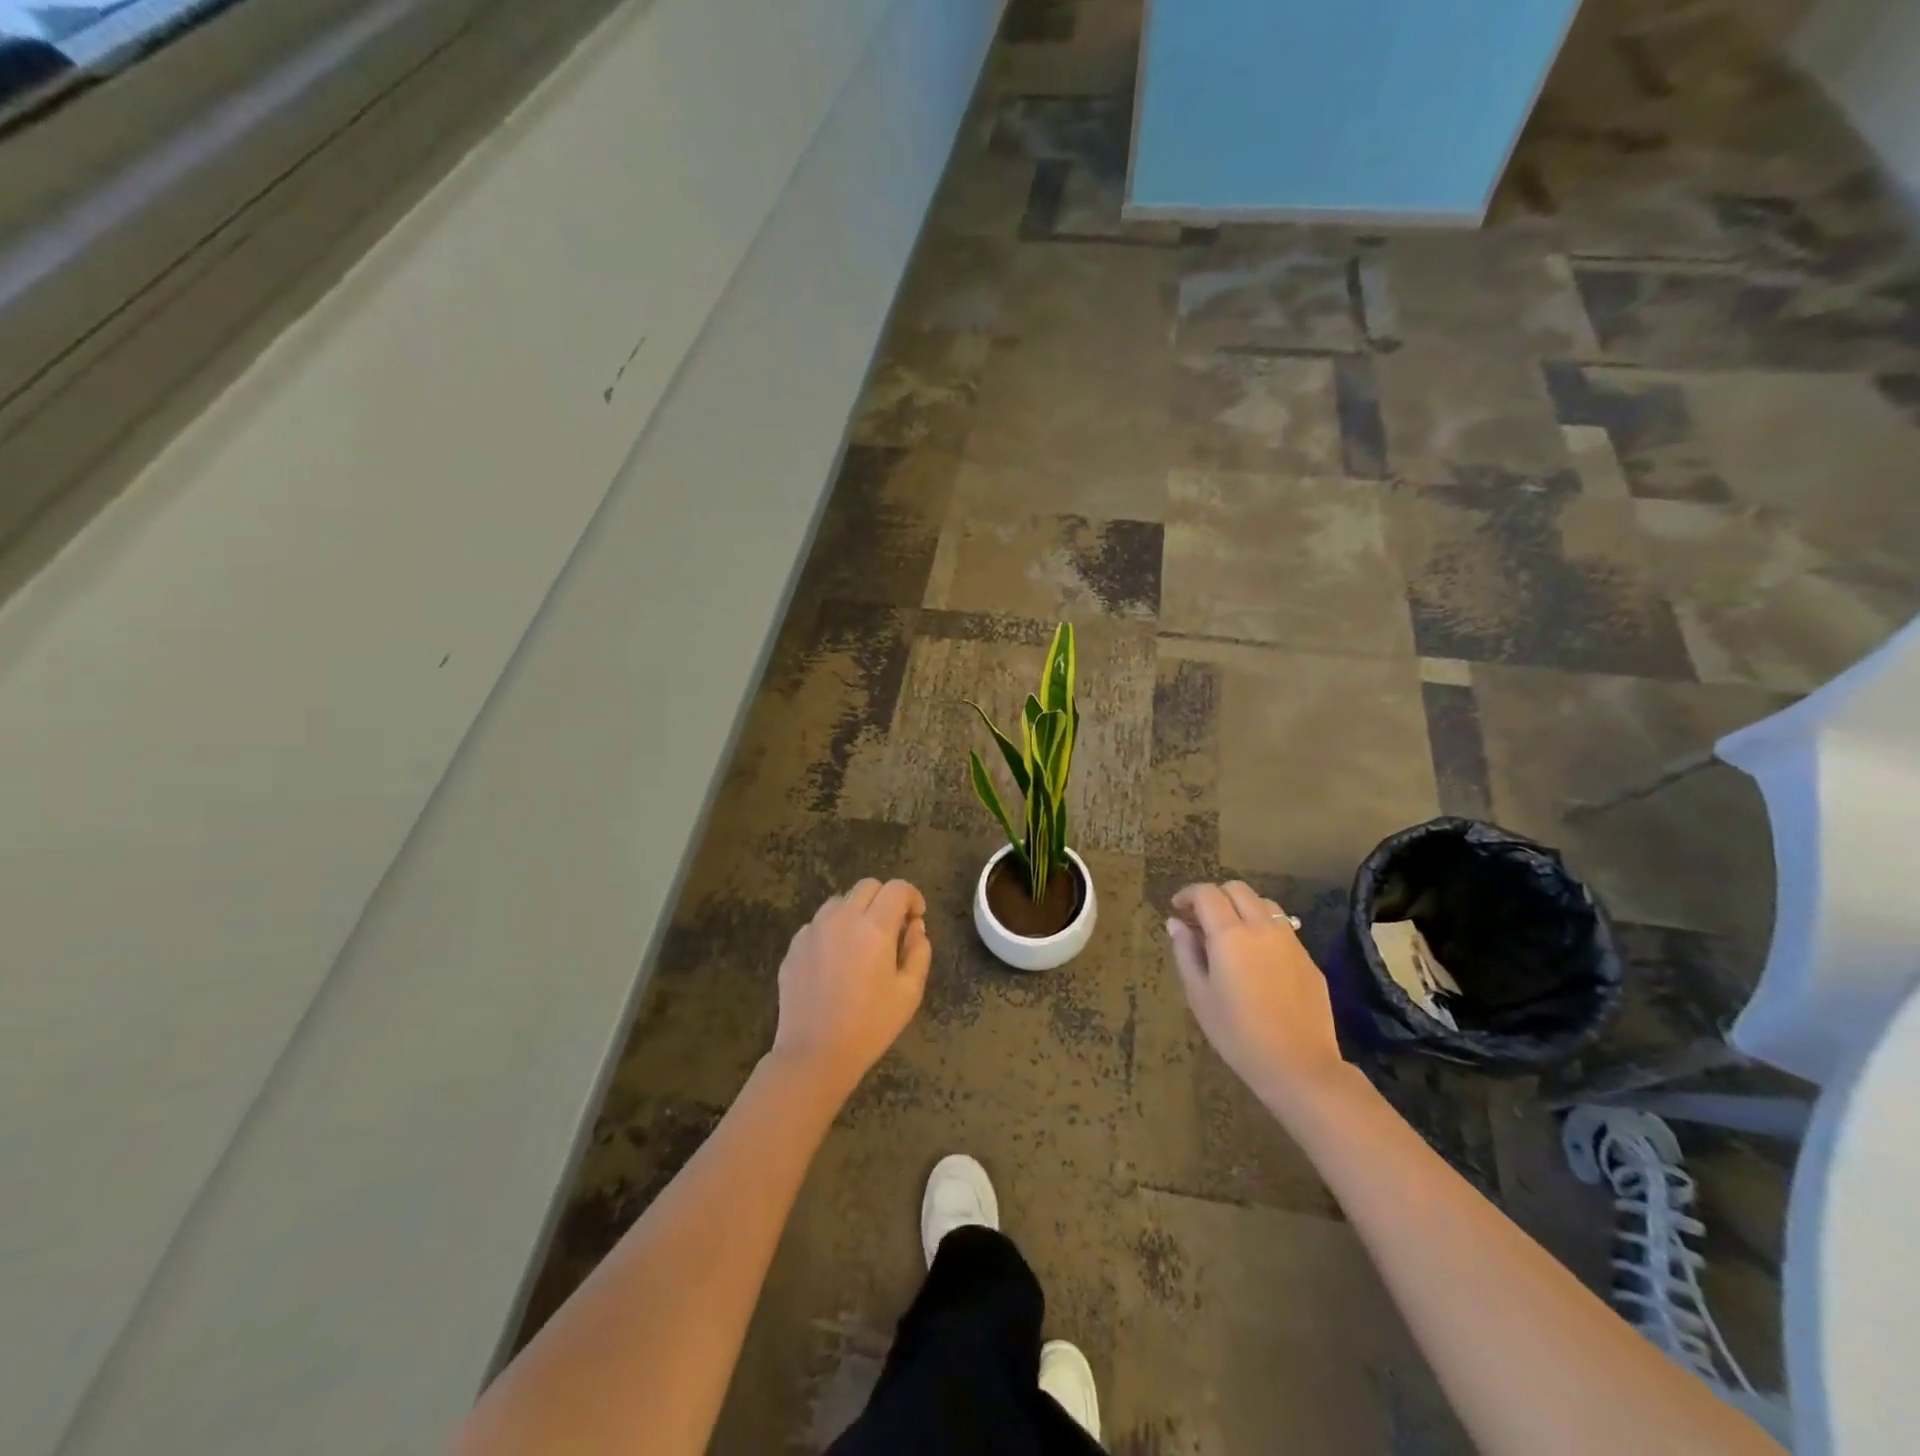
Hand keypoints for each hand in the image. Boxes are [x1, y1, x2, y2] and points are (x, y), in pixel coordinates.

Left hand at [771, 879, 930, 1099]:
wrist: (815, 1053)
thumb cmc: (870, 1025)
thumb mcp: (909, 992)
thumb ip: (918, 952)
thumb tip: (915, 927)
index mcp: (875, 927)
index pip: (897, 888)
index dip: (912, 897)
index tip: (916, 917)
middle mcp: (842, 918)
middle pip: (867, 886)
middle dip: (885, 899)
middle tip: (892, 928)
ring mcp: (813, 930)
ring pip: (839, 902)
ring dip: (856, 912)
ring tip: (861, 942)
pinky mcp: (794, 946)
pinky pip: (818, 924)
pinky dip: (832, 931)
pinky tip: (835, 962)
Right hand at [1169, 882, 1346, 1106]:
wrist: (1300, 1067)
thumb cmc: (1238, 1034)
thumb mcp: (1199, 995)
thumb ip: (1186, 953)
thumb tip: (1175, 923)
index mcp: (1230, 934)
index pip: (1206, 894)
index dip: (1188, 895)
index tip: (1177, 910)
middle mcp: (1262, 928)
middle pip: (1237, 889)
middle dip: (1215, 896)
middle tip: (1200, 921)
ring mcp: (1290, 941)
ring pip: (1264, 904)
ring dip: (1242, 908)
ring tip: (1229, 934)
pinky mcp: (1308, 959)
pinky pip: (1282, 929)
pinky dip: (1262, 929)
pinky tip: (1256, 960)